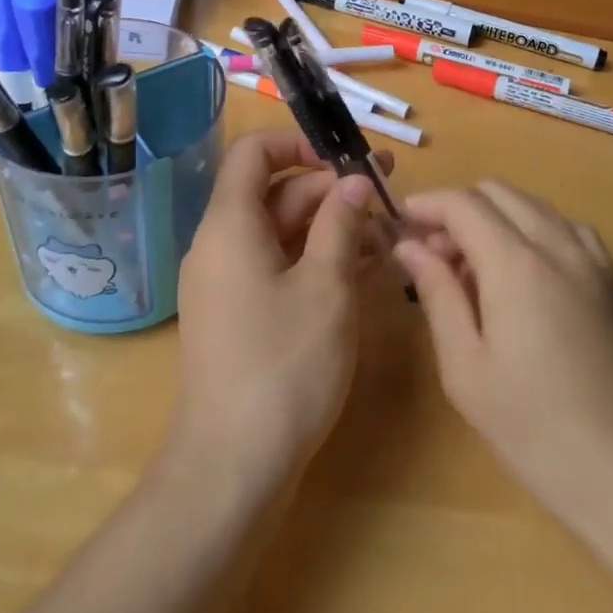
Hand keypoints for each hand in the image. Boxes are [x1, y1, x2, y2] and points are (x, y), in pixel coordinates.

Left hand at [169, 130, 393, 490]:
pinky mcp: (242, 316)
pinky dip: (318, 261)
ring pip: (283, 234)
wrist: (232, 468)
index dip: (299, 144)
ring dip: (333, 227)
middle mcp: (222, 245)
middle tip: (389, 192)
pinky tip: (367, 269)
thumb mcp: (326, 287)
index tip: (346, 160)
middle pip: (275, 193)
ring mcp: (230, 283)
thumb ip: (341, 225)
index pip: (253, 153)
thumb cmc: (283, 366)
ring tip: (390, 232)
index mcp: (230, 224)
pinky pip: (280, 268)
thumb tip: (354, 181)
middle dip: (331, 189)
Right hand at [393, 181, 612, 540]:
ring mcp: (593, 261)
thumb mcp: (467, 369)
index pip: (464, 203)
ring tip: (473, 267)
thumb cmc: (536, 429)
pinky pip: (566, 228)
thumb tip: (409, 246)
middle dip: (458, 209)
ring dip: (495, 216)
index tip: (399, 222)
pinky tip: (523, 273)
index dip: (427, 204)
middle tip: (432, 253)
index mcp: (518, 263)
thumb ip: (437, 294)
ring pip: (534, 205)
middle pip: (499, 192)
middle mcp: (558, 245)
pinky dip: (533, 229)